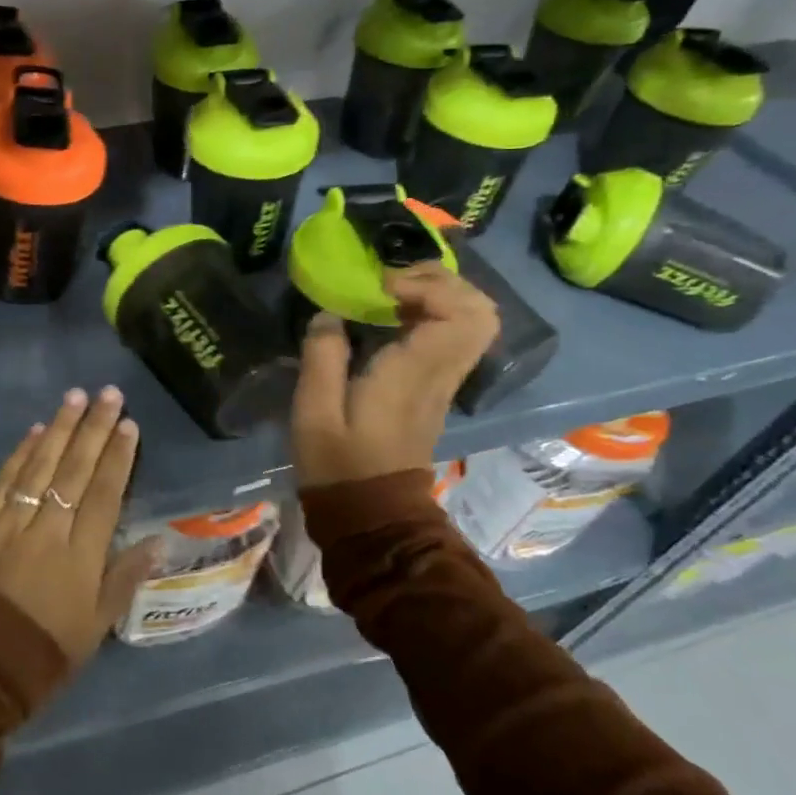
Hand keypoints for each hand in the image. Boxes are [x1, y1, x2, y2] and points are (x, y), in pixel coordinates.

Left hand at [0, 387, 159, 665]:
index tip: (129, 425)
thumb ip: (125, 578)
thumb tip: (157, 539)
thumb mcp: (96, 626)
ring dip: (59, 428)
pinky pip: (3, 481)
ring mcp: (9, 524)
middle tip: (108, 394)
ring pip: (39, 466)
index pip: (105, 494)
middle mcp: (47, 530)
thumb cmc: (44, 652)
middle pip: (75, 470)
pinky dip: (20, 454)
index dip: (118, 457)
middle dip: (94, 428)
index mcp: (81, 557)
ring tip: (75, 396)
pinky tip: (35, 430)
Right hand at [291, 263, 499, 488]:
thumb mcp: (313, 412)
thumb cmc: (338, 464)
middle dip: (441, 281)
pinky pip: (455, 335)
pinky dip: (432, 313)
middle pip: (481, 311)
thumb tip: (330, 314)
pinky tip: (392, 316)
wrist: (371, 513)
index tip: (383, 289)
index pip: (462, 315)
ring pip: (474, 321)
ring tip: (392, 293)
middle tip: (393, 281)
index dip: (429, 286)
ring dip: (438, 294)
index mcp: (415, 374)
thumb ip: (322, 356)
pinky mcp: (437, 387)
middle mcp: (441, 373)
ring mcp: (445, 381)